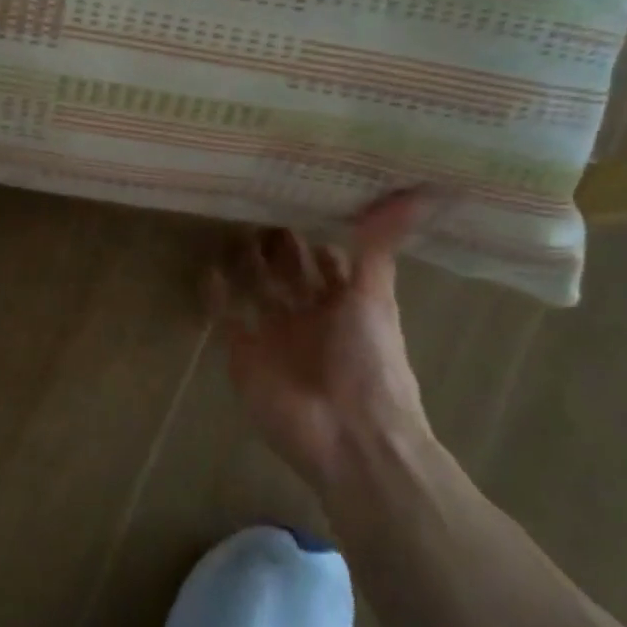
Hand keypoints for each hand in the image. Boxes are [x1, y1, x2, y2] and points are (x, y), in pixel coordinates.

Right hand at [209, 194, 433, 490]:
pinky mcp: (244, 354)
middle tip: (255, 202)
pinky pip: (226, 317)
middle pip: (288, 273)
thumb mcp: (375, 297)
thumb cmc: (369, 363)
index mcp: (347, 303)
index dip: (315, 234)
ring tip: (230, 226)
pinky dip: (216, 295)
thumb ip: (380, 246)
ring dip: (245, 264)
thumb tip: (418, 190)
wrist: (348, 436)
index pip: (327, 261)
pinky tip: (209, 269)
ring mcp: (275, 335)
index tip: (296, 195)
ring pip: (256, 290)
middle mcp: (310, 316)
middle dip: (275, 245)